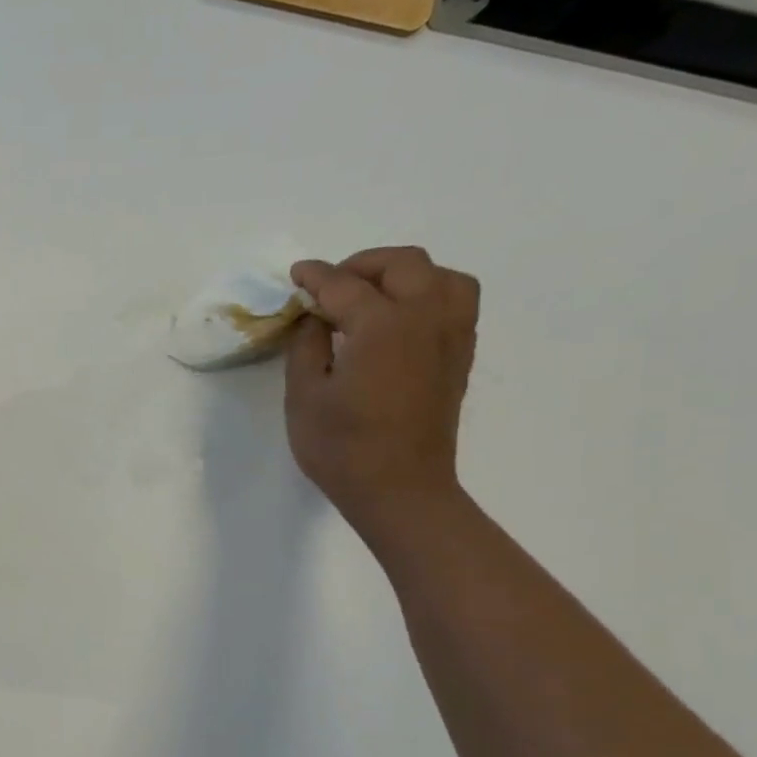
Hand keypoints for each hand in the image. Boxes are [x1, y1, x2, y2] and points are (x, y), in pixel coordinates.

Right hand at [284, 248, 479, 541]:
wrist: (400, 491)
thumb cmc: (343, 448)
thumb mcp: (304, 396)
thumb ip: (307, 345)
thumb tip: (315, 319)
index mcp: (382, 325)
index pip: (343, 285)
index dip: (315, 277)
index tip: (296, 275)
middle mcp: (425, 317)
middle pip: (402, 265)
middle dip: (362, 266)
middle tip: (331, 287)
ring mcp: (451, 336)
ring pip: (441, 276)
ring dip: (404, 276)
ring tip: (373, 297)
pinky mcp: (460, 358)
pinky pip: (456, 303)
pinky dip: (428, 296)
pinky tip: (400, 321)